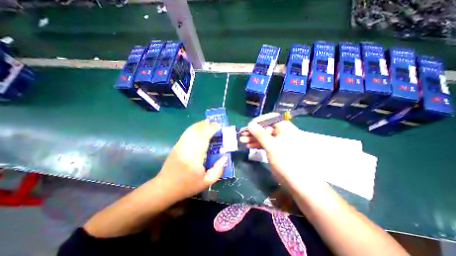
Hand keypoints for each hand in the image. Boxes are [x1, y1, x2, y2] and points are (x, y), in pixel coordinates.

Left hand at [157, 120, 227, 201]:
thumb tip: (224, 157)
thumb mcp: (206, 182)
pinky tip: (199, 127)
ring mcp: (180, 145)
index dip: (211, 130)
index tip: (219, 126)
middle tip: (216, 124)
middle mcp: (186, 148)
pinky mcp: (177, 145)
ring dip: (201, 125)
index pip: (203, 138)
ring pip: (191, 130)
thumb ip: (218, 170)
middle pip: (197, 131)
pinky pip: (187, 133)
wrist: (164, 187)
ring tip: (209, 123)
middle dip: (207, 125)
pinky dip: (194, 128)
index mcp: (194, 158)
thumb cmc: (187, 186)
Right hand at [240, 113, 321, 188]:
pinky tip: (248, 145)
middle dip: (253, 131)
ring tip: (242, 140)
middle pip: (265, 128)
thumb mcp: (271, 146)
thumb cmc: (285, 161)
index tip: (249, 126)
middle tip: (242, 134)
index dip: (259, 121)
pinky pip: (265, 143)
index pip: (271, 118)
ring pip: (264, 136)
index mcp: (285, 128)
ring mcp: (278, 141)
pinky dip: (257, 144)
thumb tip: (250, 124)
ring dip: (253, 138)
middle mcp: (281, 132)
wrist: (297, 181)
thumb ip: (260, 134)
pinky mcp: (275, 149)